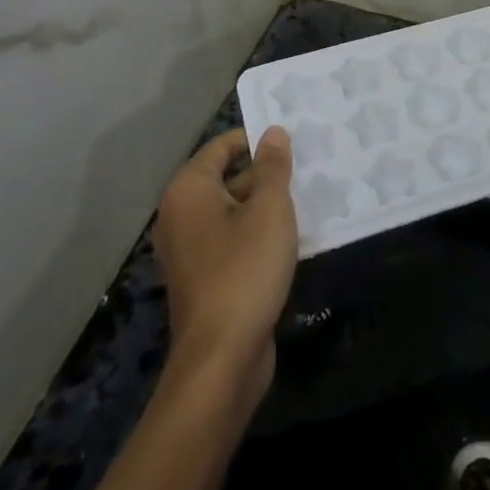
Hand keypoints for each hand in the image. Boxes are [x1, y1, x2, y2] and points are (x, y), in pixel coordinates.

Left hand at [154, 128, 297, 400]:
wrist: (222, 357)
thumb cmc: (245, 270)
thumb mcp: (269, 210)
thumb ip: (273, 167)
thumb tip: (273, 132)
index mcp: (189, 190)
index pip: (222, 146)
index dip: (257, 139)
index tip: (294, 140)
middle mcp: (181, 214)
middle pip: (227, 177)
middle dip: (266, 173)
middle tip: (309, 167)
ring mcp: (190, 249)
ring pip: (234, 210)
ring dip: (266, 205)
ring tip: (309, 196)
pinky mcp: (204, 276)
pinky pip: (233, 239)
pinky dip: (258, 233)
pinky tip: (293, 236)